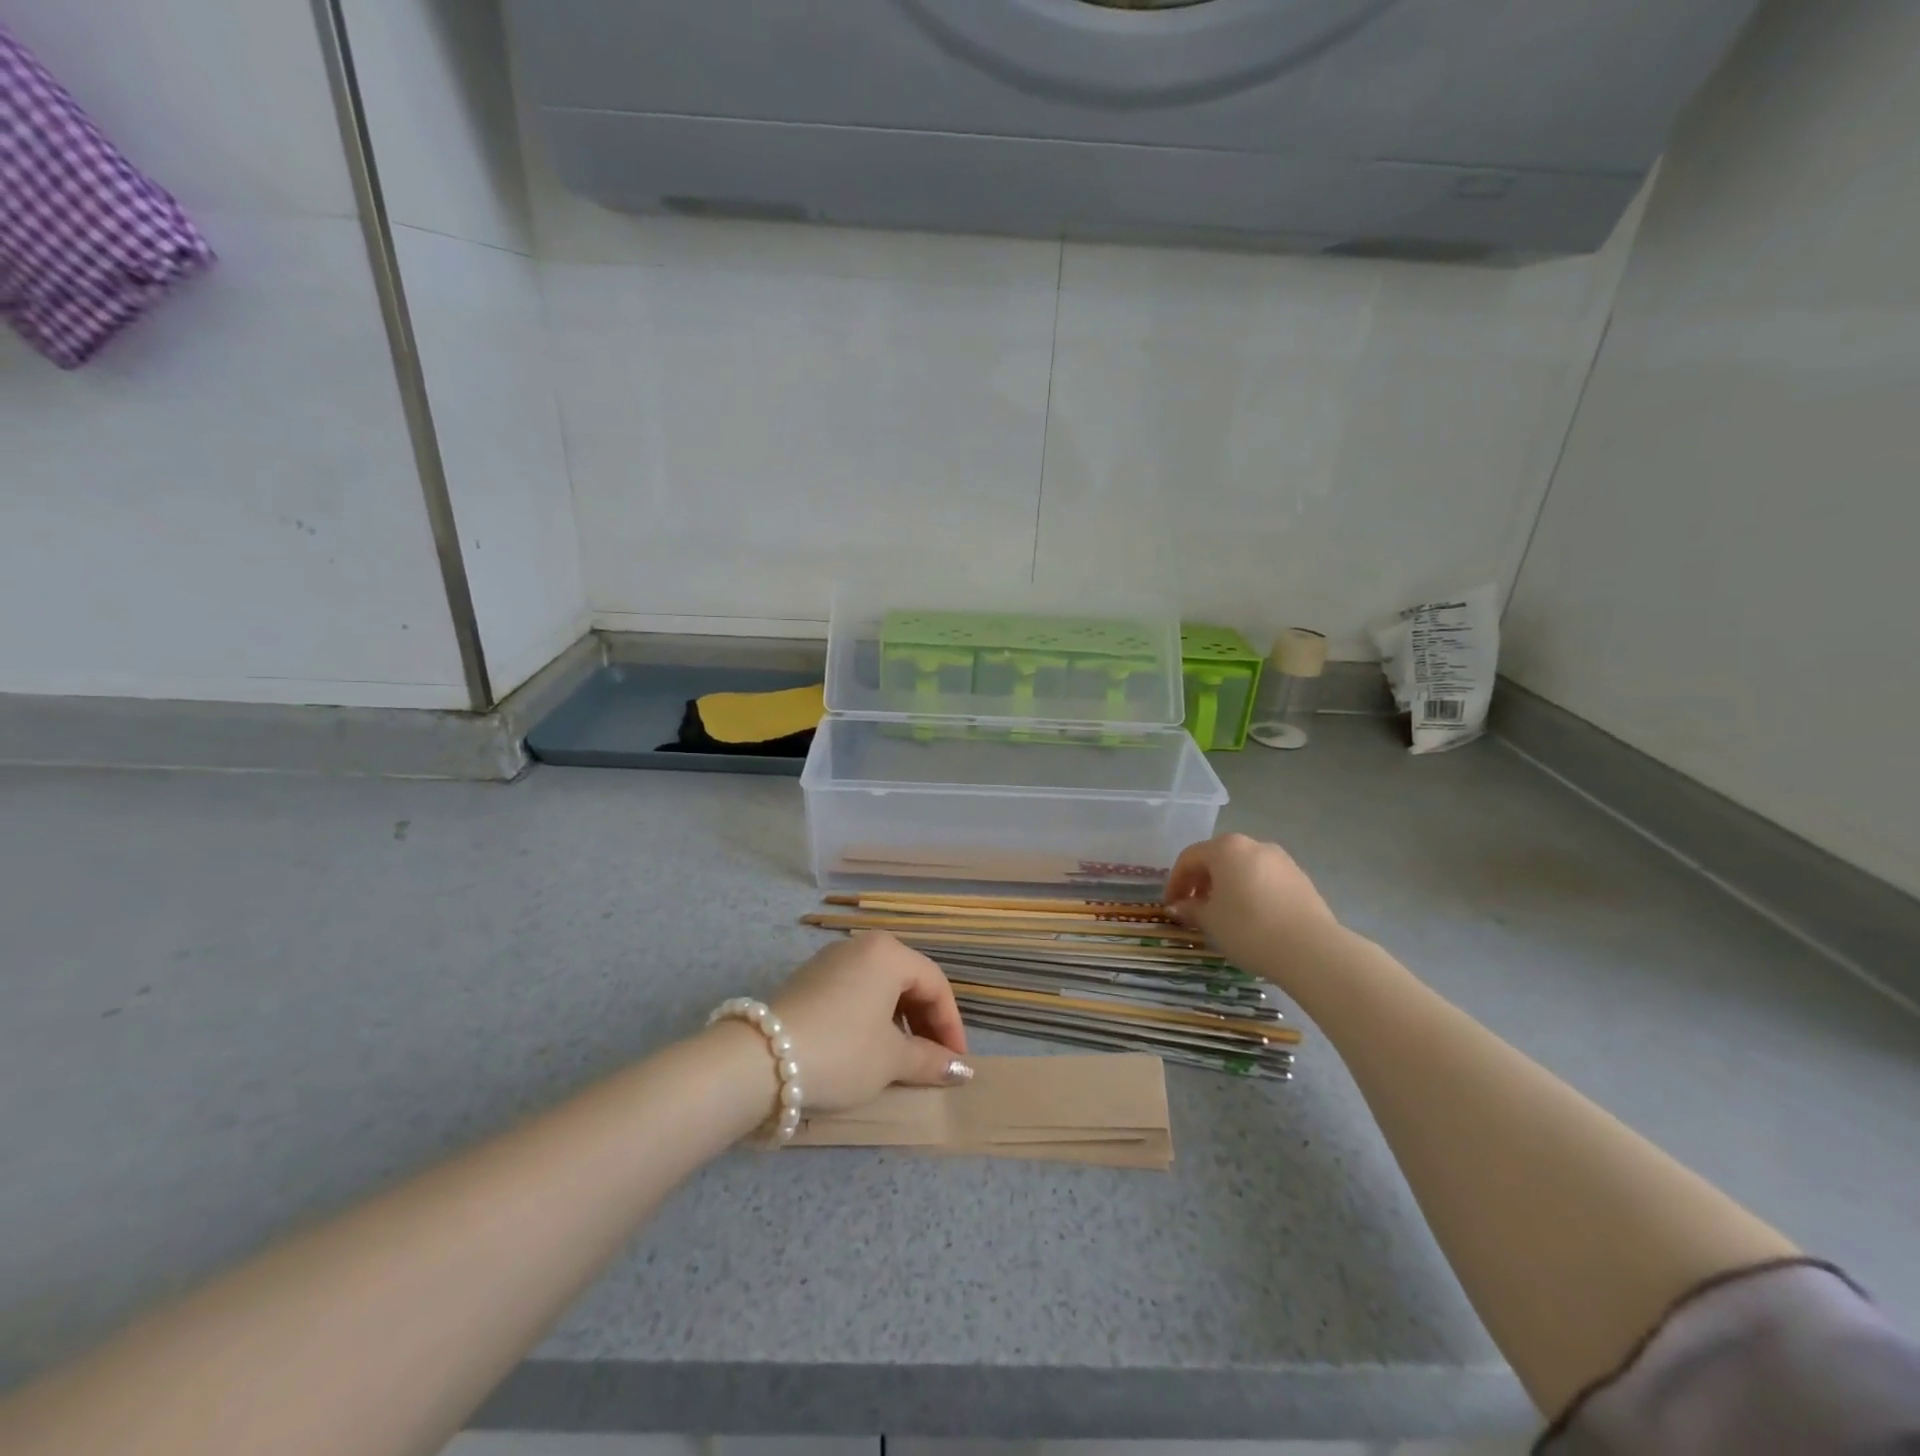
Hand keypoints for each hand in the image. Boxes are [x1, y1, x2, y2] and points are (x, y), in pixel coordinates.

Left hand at [767, 932, 971, 1113]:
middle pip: (907, 981)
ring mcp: (829, 960)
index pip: (935, 984)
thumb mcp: (891, 1060)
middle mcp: (860, 946)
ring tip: (901, 1059)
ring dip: (898, 1022)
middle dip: (925, 1022)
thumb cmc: (841, 1051)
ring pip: (879, 987)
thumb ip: (930, 1060)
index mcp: (888, 953)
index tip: (956, 1062)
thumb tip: (961, 1069)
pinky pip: (854, 992)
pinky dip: (870, 1017)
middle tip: (932, 1061)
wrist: (759, 1060)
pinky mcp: (807, 980)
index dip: (951, 1025)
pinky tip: (865, 1049)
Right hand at [1165, 833, 1338, 963]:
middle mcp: (1254, 845)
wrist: (1311, 950)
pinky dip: (1251, 892)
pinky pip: (1265, 880)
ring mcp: (1282, 860)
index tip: (1171, 906)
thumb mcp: (1211, 921)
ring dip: (1227, 886)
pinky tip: (1252, 917)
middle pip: (1218, 858)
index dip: (1175, 882)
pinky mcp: (1301, 879)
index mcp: (1226, 848)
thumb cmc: (1249, 928)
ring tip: (1223, 915)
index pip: (1190, 858)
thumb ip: (1191, 909)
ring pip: (1243, 868)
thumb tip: (1179, 906)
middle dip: (1202, 882)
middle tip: (1194, 908)